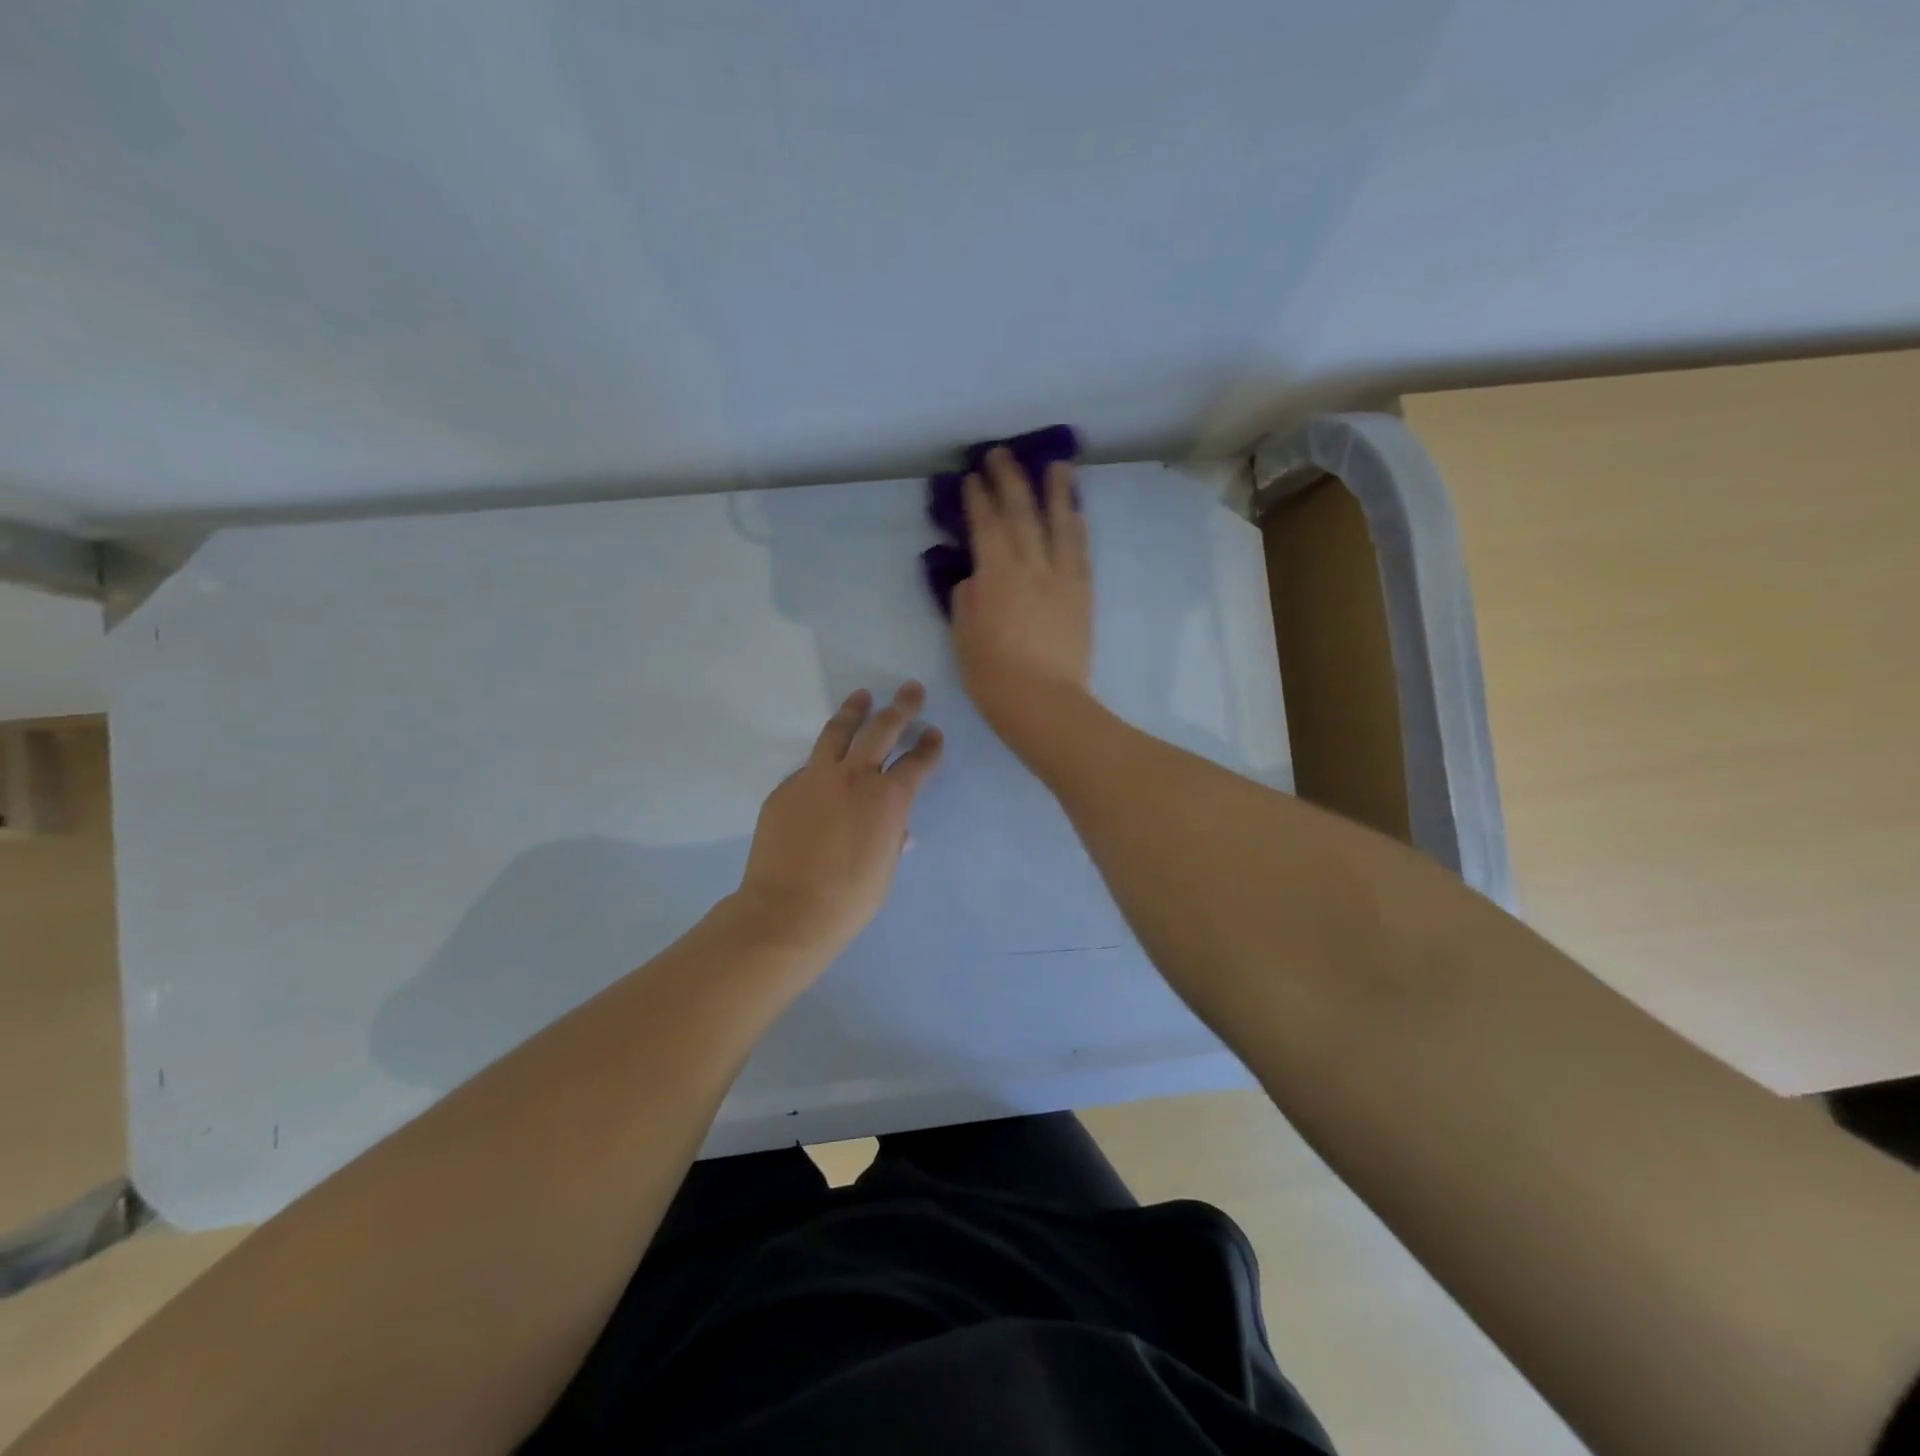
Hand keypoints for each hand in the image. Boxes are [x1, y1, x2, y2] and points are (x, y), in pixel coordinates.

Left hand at [737, 682, 943, 956]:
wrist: (788, 910)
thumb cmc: (849, 898)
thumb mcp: (884, 868)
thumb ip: (891, 838)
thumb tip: (897, 829)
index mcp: (888, 799)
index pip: (916, 763)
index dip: (929, 747)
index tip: (933, 734)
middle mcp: (854, 777)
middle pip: (882, 730)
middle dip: (901, 707)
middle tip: (910, 690)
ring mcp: (815, 778)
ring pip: (838, 732)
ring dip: (854, 711)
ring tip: (862, 696)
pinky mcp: (785, 788)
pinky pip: (809, 767)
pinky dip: (823, 761)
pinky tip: (825, 765)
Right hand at [951, 447, 1093, 753]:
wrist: (1044, 704)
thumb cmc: (993, 678)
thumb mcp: (964, 639)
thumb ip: (968, 602)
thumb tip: (975, 580)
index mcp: (995, 577)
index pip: (985, 527)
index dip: (977, 500)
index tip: (971, 478)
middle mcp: (1030, 567)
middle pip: (1021, 514)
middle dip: (1009, 481)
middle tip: (1001, 455)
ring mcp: (1061, 578)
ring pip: (1059, 524)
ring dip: (1056, 491)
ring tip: (1056, 465)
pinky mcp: (1082, 594)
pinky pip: (1080, 551)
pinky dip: (1077, 527)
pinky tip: (1076, 512)